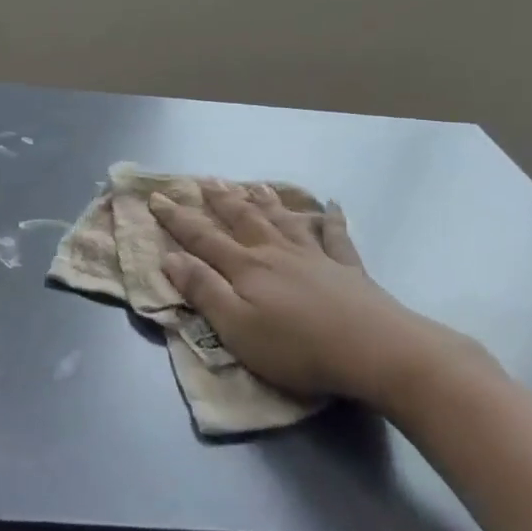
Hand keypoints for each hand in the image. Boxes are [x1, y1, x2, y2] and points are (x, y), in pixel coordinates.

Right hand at [149, 182, 492, 412]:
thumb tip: (169, 257)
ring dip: (265, 201)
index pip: (203, 238)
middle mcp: (276, 253)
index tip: (157, 198)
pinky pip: (336, 236)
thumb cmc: (297, 347)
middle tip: (205, 180)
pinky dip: (331, 219)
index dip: (178, 219)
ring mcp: (314, 256)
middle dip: (220, 200)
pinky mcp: (347, 269)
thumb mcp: (236, 327)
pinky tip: (330, 206)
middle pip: (243, 220)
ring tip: (252, 184)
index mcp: (246, 268)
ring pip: (283, 220)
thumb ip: (203, 291)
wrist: (374, 350)